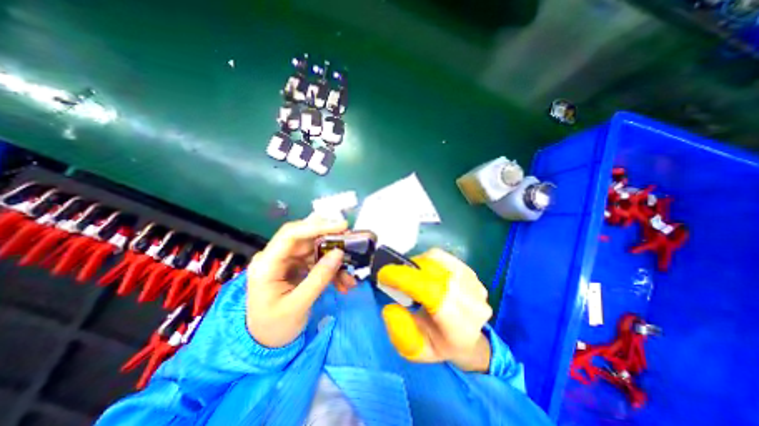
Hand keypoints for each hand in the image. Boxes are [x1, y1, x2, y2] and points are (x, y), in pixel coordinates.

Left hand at [249, 214, 358, 346]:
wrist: (265, 343)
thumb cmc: (275, 327)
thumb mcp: (298, 305)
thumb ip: (319, 278)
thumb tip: (339, 253)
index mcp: (267, 264)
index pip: (291, 234)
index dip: (317, 226)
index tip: (342, 226)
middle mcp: (276, 256)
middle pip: (306, 237)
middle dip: (330, 240)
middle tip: (351, 241)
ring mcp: (287, 260)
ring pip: (316, 250)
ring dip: (334, 260)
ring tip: (349, 278)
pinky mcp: (296, 266)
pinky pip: (318, 261)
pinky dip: (332, 270)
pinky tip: (342, 282)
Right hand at [378, 248, 491, 370]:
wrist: (467, 338)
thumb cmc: (438, 343)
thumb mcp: (415, 349)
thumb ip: (401, 333)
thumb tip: (390, 308)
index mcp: (460, 329)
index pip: (433, 294)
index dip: (407, 279)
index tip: (384, 274)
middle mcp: (473, 304)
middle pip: (434, 273)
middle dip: (408, 271)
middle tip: (393, 275)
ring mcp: (474, 284)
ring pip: (437, 261)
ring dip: (417, 265)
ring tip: (410, 276)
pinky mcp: (470, 271)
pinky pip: (441, 256)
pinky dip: (426, 260)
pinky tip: (423, 271)